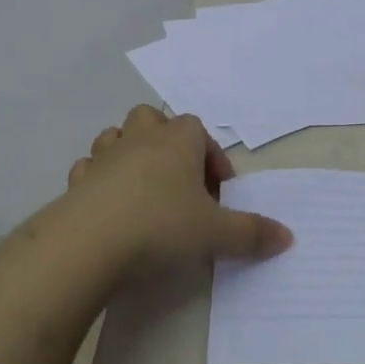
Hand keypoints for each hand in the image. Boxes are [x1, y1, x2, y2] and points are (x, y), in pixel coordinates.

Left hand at [61, 105, 293, 276]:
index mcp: (177, 141)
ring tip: (143, 190)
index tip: (219, 192)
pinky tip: (109, 207)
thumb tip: (287, 237)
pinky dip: (100, 180)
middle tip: (179, 180)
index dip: (211, 157)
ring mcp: (103, 157)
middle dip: (166, 141)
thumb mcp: (215, 234)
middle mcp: (139, 138)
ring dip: (129, 154)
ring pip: (116, 137)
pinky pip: (90, 169)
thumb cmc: (160, 227)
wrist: (87, 244)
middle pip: (153, 118)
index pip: (198, 130)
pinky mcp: (76, 182)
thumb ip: (251, 233)